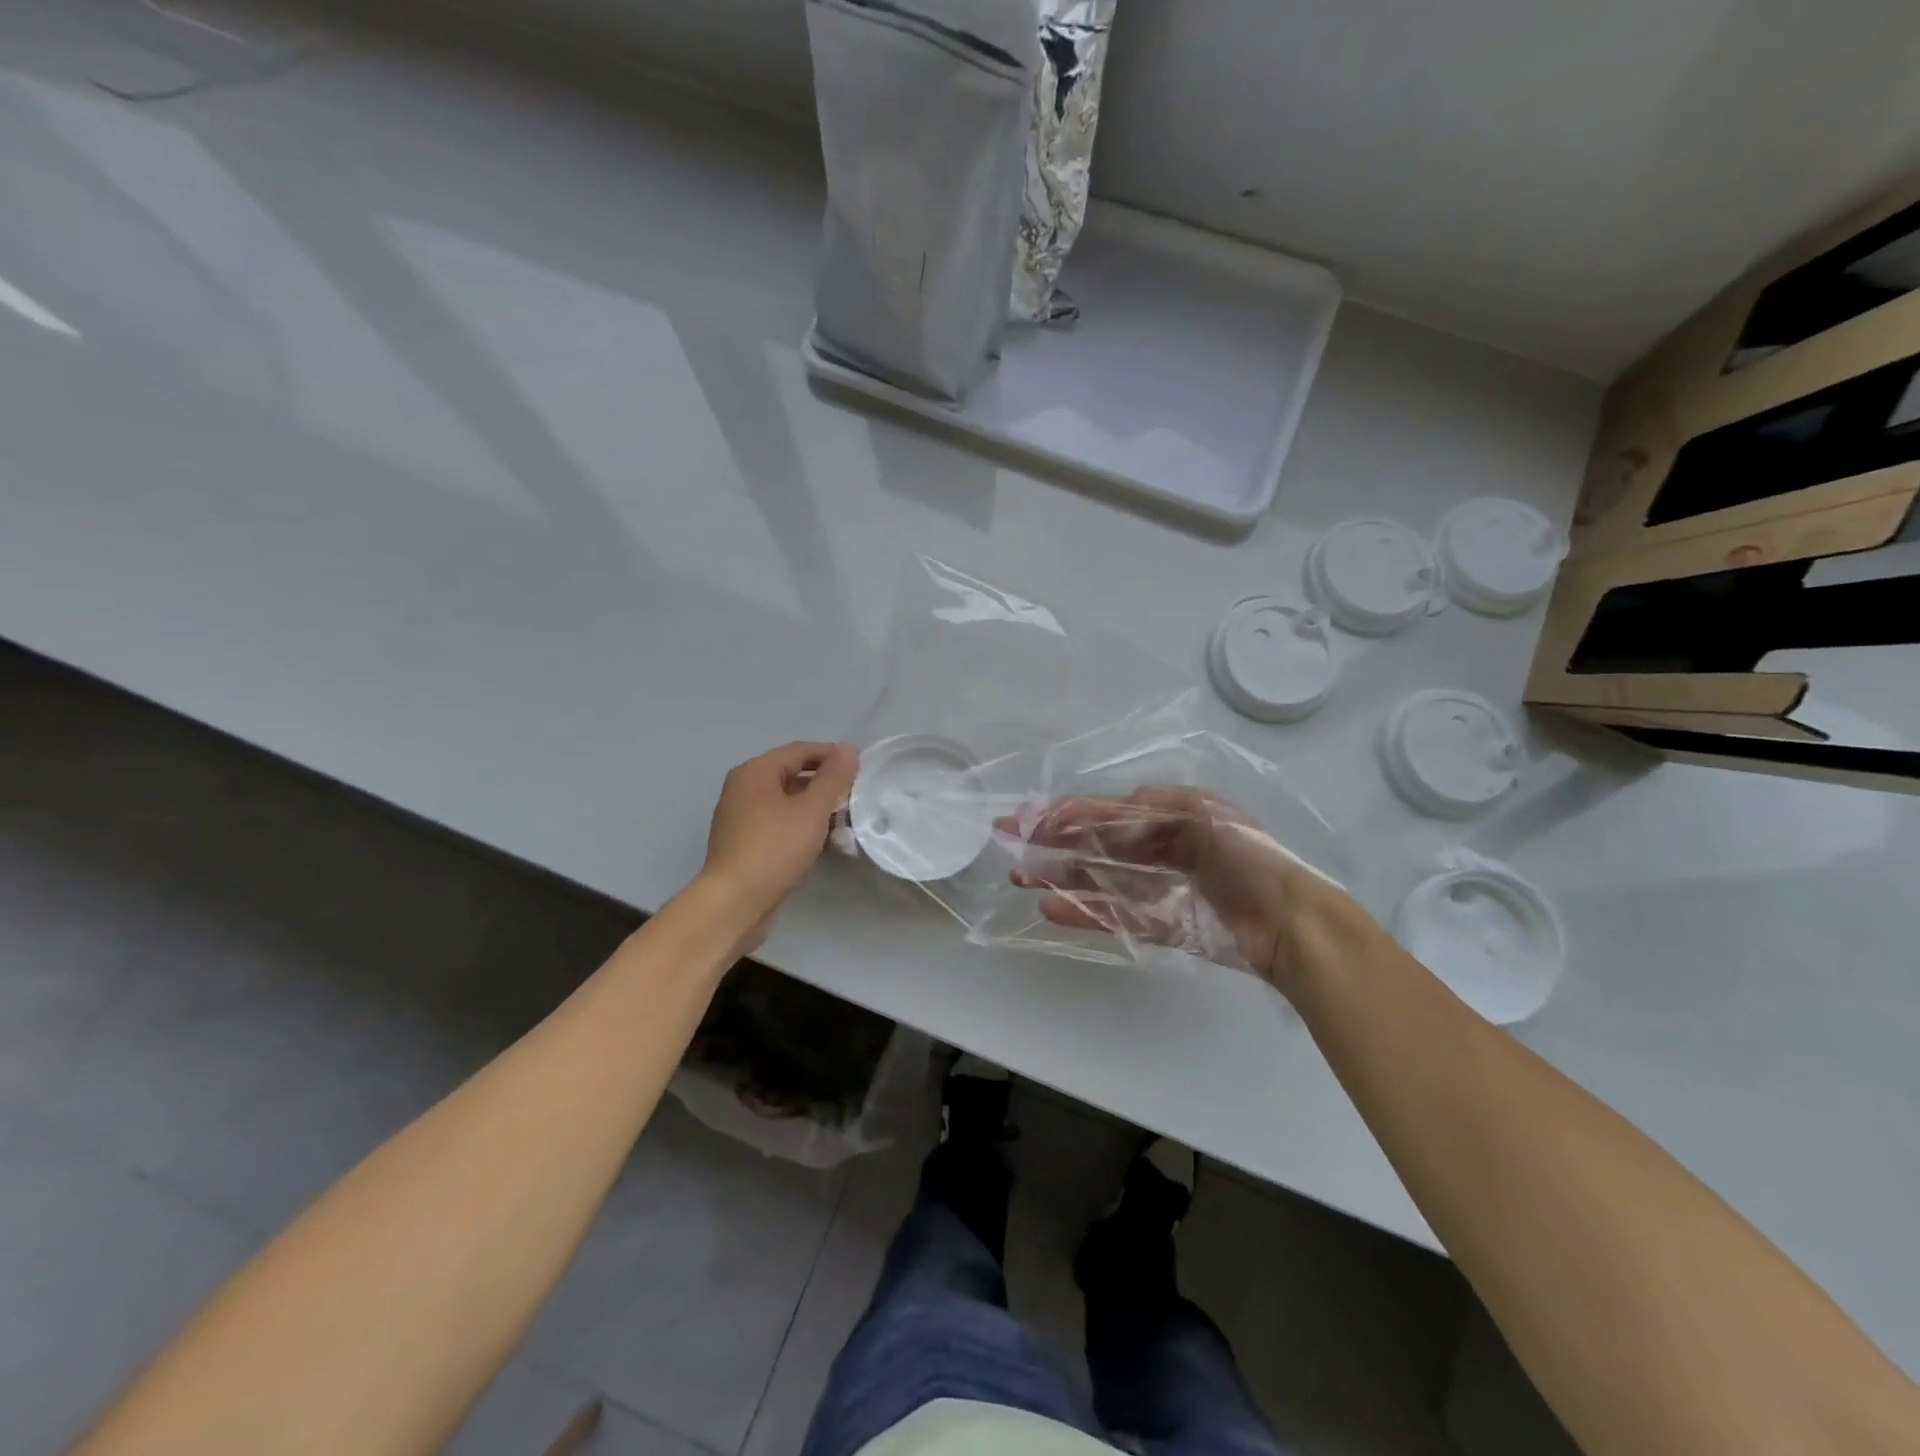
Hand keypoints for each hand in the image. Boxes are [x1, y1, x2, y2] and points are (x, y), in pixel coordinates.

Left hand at [703, 742, 858, 937]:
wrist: (735, 903)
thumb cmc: (775, 848)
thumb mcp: (812, 810)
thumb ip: (833, 778)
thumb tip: (847, 749)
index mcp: (755, 772)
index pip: (800, 751)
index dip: (832, 755)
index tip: (861, 768)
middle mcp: (743, 788)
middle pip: (792, 775)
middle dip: (825, 784)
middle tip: (855, 797)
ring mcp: (740, 817)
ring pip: (786, 802)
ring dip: (815, 808)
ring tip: (844, 821)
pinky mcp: (744, 844)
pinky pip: (778, 824)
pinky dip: (801, 827)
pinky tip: (822, 843)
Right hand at [999, 786, 1351, 990]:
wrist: (1293, 923)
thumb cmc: (1247, 857)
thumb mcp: (1201, 814)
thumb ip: (1145, 812)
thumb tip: (1098, 815)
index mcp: (1171, 816)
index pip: (1108, 811)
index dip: (1067, 812)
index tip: (1028, 817)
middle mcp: (1161, 848)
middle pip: (1097, 845)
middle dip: (1054, 843)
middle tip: (1010, 845)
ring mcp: (1161, 889)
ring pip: (1099, 880)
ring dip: (1060, 877)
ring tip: (1020, 876)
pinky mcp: (1165, 926)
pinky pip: (1116, 916)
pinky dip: (1084, 911)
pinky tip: (1052, 907)